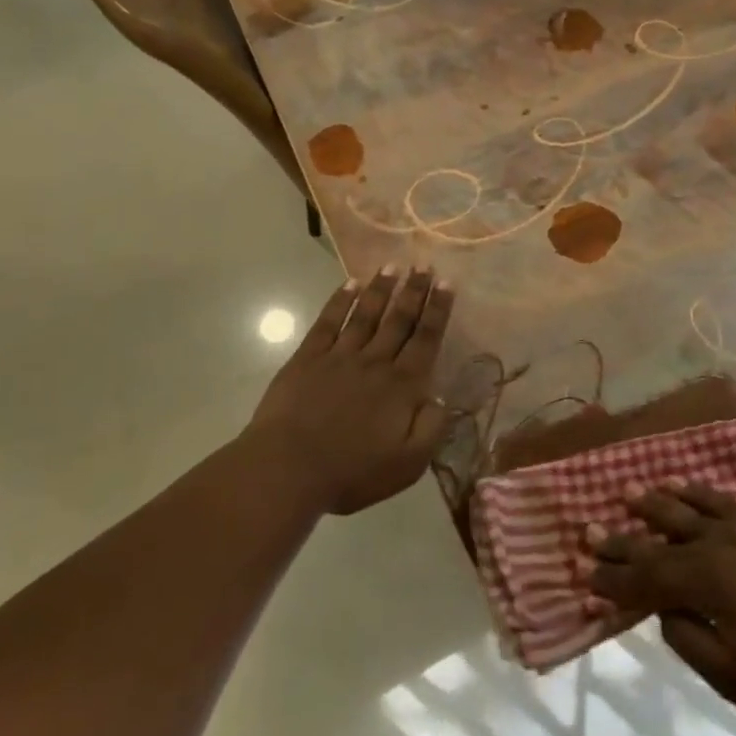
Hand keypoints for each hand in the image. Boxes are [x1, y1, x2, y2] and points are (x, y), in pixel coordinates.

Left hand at [244, 267, 456, 514]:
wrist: (288, 468)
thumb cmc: (351, 471)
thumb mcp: (408, 464)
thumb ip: (431, 429)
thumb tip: (442, 398)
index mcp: (402, 386)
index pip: (426, 339)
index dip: (438, 310)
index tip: (447, 283)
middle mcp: (376, 361)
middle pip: (399, 319)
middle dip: (414, 290)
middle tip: (424, 264)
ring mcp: (340, 355)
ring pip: (366, 313)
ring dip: (381, 288)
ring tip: (393, 265)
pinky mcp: (308, 358)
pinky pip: (328, 322)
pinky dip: (340, 301)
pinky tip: (350, 284)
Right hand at [588, 484, 735, 729]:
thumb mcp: (731, 676)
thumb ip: (687, 637)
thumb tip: (664, 608)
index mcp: (706, 580)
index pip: (646, 576)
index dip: (613, 576)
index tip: (583, 570)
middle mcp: (719, 543)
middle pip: (660, 536)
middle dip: (622, 536)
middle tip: (590, 527)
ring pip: (689, 506)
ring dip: (656, 502)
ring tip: (630, 492)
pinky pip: (722, 500)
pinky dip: (697, 493)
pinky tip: (685, 488)